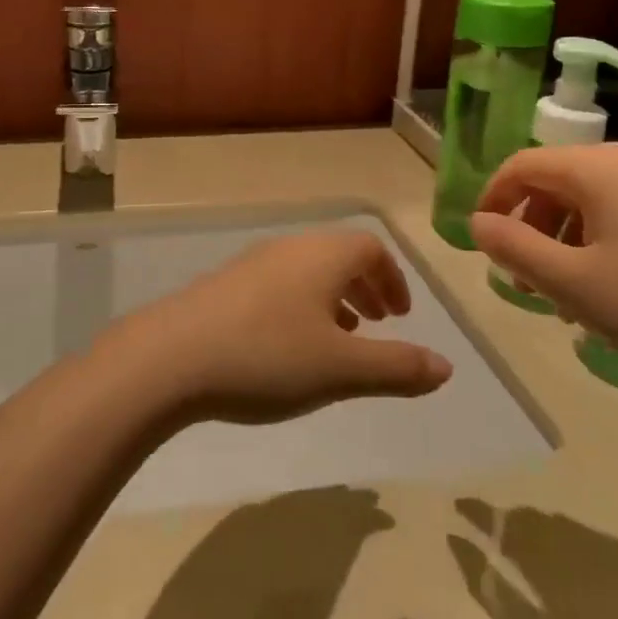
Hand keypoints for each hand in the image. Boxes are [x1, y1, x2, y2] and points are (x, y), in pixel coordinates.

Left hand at [103, 230, 452, 424]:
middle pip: (338, 255)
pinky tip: (288, 347)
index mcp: (322, 256)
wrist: (170, 358)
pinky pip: (277, 285)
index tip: (400, 316)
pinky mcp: (223, 286)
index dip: (392, 278)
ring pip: (306, 271)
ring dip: (332, 298)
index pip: (370, 248)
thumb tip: (447, 367)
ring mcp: (251, 264)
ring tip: (339, 338)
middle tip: (379, 324)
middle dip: (365, 287)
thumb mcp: (342, 370)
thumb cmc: (267, 357)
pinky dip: (299, 306)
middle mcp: (288, 248)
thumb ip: (397, 368)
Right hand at [470, 144, 617, 397]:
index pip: (522, 164)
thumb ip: (511, 246)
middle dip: (527, 226)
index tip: (481, 242)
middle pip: (554, 181)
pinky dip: (593, 245)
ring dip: (558, 241)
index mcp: (598, 168)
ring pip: (586, 202)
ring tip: (559, 296)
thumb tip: (479, 222)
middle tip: (521, 279)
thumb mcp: (567, 282)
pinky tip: (600, 293)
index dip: (492, 199)